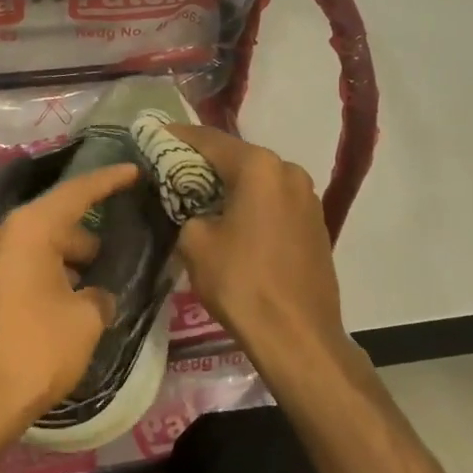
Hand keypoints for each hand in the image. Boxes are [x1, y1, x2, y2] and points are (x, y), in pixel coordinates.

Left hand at [0, 162, 136, 440]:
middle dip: (82, 241)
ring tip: (84, 291)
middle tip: (110, 261)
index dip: (108, 181)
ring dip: (58, 263)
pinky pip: (9, 272)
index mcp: (27, 229)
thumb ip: (99, 296)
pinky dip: (34, 279)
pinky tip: (50, 309)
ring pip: (29, 250)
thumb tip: (95, 295)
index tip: (132, 171)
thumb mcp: (85, 321)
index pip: (76, 193)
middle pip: (50, 224)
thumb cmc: (34, 352)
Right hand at [168, 125, 347, 364]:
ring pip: (258, 179)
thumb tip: (198, 211)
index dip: (179, 136)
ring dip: (231, 183)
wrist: (299, 337)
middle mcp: (288, 170)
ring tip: (201, 194)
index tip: (156, 135)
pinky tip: (233, 218)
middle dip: (205, 161)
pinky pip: (274, 200)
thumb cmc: (242, 282)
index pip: (210, 140)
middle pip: (237, 156)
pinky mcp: (315, 223)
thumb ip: (189, 211)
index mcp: (259, 167)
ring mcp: (307, 197)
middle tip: (174, 166)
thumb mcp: (195, 242)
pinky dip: (252, 202)